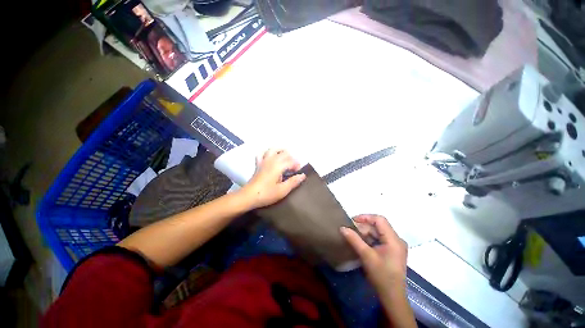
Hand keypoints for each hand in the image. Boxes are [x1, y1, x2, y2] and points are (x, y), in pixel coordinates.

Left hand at [241, 149, 305, 208]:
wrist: (248, 196)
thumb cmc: (266, 194)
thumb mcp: (282, 190)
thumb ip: (293, 182)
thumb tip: (303, 175)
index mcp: (278, 166)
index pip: (291, 161)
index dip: (296, 165)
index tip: (298, 172)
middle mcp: (271, 160)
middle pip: (284, 153)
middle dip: (291, 158)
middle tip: (293, 169)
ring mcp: (264, 161)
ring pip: (274, 149)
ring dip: (281, 151)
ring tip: (285, 158)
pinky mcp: (258, 164)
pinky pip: (262, 153)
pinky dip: (267, 152)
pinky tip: (271, 156)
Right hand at [340, 215, 407, 290]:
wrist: (392, 296)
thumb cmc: (381, 276)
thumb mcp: (366, 256)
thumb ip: (354, 240)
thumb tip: (342, 228)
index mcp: (394, 240)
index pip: (380, 220)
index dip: (365, 217)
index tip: (352, 221)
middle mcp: (397, 240)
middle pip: (379, 226)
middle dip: (364, 226)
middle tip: (351, 231)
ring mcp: (395, 246)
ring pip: (378, 232)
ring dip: (366, 233)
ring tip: (354, 237)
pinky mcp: (392, 251)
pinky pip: (380, 239)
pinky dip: (370, 239)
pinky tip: (361, 243)